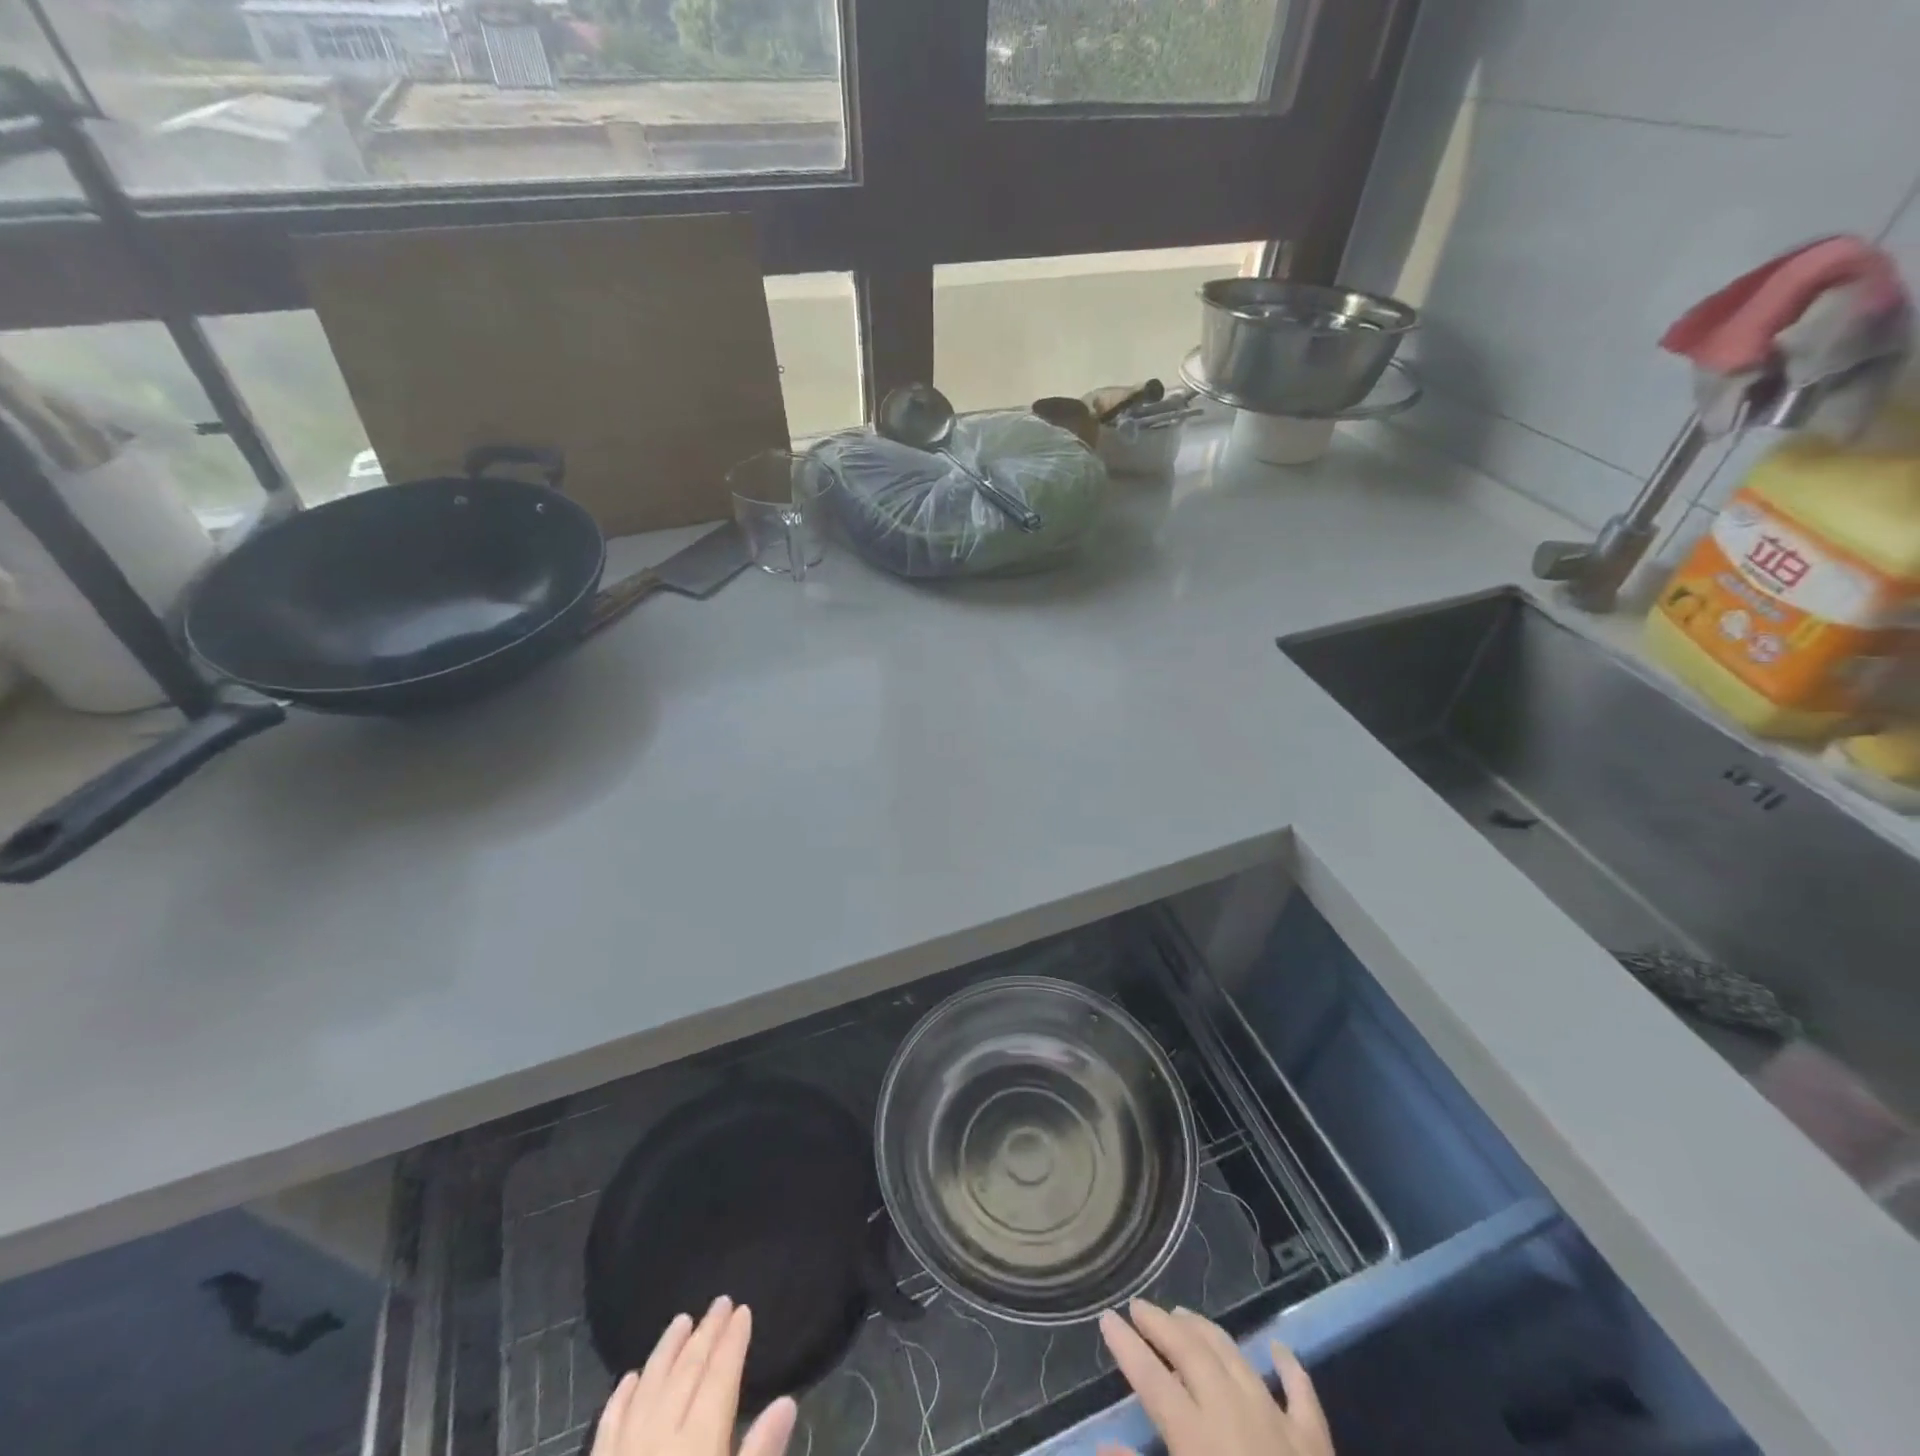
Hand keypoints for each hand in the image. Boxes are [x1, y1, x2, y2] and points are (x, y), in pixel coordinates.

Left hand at [591, 1296, 797, 1455]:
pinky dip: (623, 1396)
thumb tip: (786, 1401)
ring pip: (647, 1387)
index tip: (743, 1310)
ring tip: (681, 1321)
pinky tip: (631, 1378)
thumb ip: (759, 1455)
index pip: (719, 1377)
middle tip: (720, 1303)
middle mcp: (659, 1438)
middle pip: (686, 1373)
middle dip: (705, 1335)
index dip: (732, 1342)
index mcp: (698, 1444)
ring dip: (666, 1351)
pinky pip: (609, 1426)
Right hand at [1098, 1299, 1332, 1455]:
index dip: (1126, 1346)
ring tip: (1184, 1313)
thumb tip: (1102, 1444)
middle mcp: (1232, 1412)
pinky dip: (1288, 1365)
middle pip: (1190, 1352)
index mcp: (1196, 1437)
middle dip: (1161, 1325)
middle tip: (1139, 1305)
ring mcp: (1276, 1421)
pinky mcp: (1314, 1441)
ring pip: (1234, 1356)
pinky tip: (1278, 1347)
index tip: (1106, 1316)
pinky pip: (1300, 1392)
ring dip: (1206, 1330)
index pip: (1151, 1379)